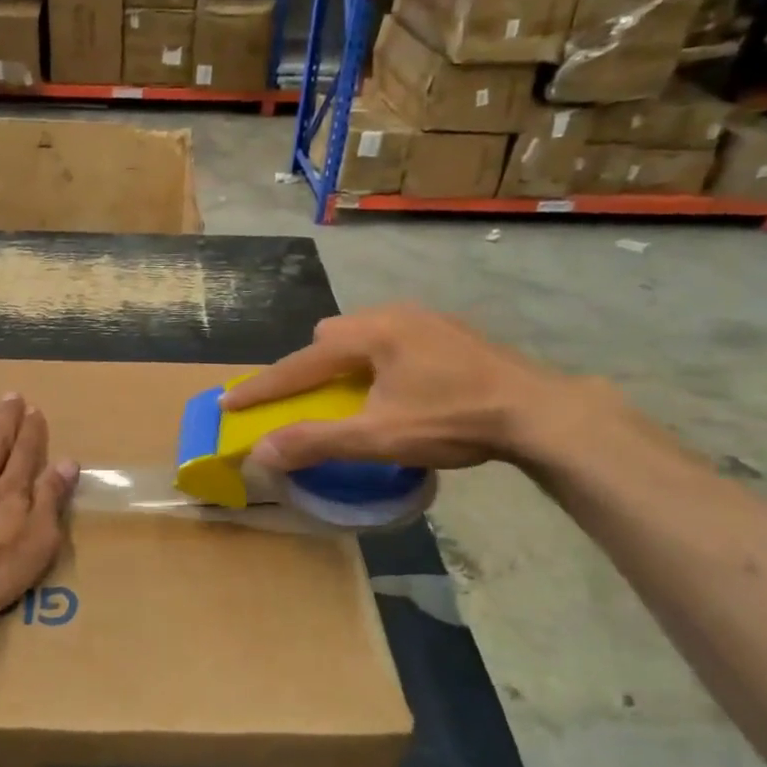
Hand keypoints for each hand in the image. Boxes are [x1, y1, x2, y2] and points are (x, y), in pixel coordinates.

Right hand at [220, 304, 587, 471]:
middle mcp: (392, 314)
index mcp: (370, 334)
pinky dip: (378, 361)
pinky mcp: (449, 331)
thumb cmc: (452, 420)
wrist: (538, 411)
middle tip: (311, 400)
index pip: (300, 362)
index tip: (228, 400)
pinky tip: (400, 388)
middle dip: (311, 366)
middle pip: (331, 336)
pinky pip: (393, 339)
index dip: (263, 386)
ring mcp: (425, 319)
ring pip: (364, 334)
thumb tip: (261, 452)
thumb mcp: (378, 436)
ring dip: (347, 362)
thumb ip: (316, 442)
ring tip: (356, 396)